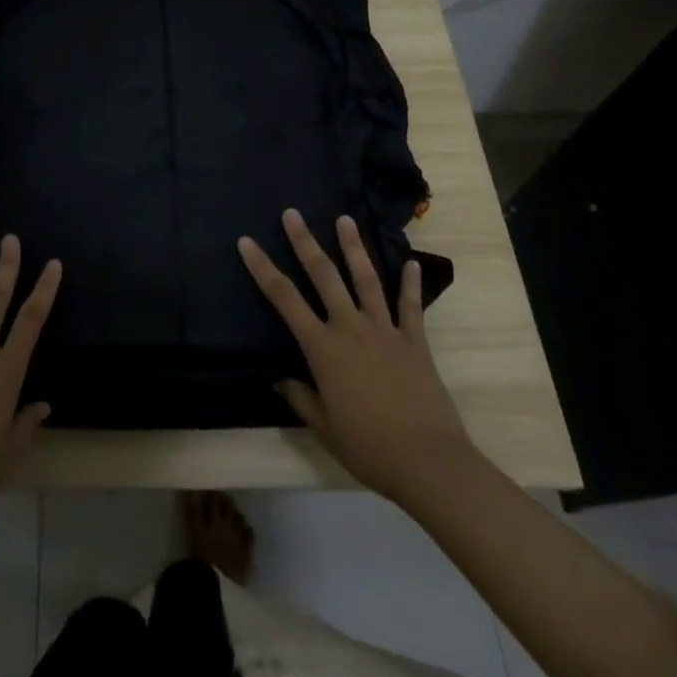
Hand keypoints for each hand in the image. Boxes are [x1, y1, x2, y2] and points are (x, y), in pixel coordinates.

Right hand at [239, 209, 471, 502]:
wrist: (428, 462)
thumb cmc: (369, 448)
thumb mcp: (324, 427)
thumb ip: (300, 397)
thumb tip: (279, 378)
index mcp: (323, 348)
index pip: (284, 299)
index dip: (262, 268)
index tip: (247, 242)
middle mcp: (351, 328)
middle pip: (324, 276)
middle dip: (305, 242)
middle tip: (292, 214)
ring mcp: (386, 331)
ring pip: (366, 279)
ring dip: (354, 248)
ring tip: (344, 220)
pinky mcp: (415, 342)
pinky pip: (411, 306)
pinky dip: (410, 284)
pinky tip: (411, 263)